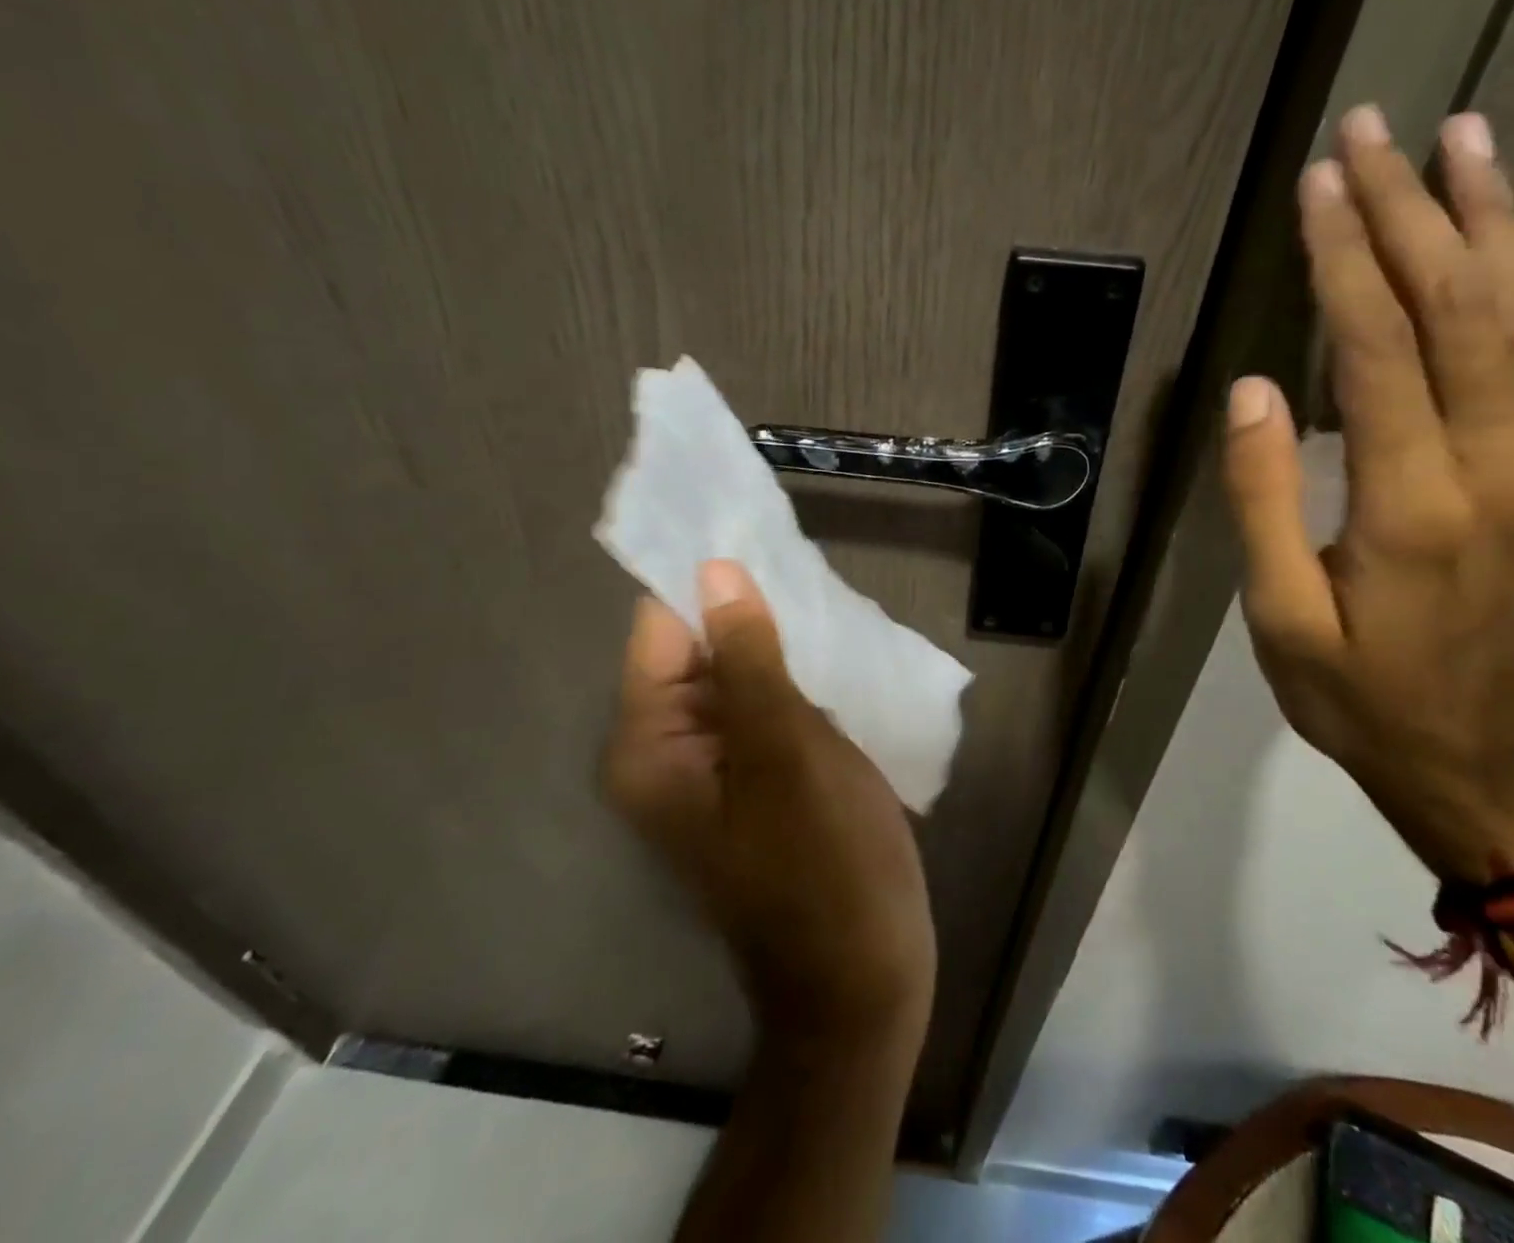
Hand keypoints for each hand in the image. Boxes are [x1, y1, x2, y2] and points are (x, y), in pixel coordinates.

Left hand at [603, 559, 935, 1044]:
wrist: (862, 977)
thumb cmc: (824, 863)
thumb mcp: (785, 750)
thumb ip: (747, 658)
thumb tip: (715, 573)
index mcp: (651, 746)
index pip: (662, 631)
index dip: (706, 583)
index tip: (758, 536)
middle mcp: (668, 753)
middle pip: (698, 651)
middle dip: (750, 612)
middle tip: (808, 569)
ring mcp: (716, 769)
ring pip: (739, 677)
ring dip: (778, 644)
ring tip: (828, 605)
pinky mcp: (757, 779)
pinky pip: (765, 708)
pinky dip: (794, 678)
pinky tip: (836, 655)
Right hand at [1224, 106, 1513, 881]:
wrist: (1470, 756)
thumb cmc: (1357, 695)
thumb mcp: (1281, 618)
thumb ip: (1265, 501)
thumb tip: (1251, 393)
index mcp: (1412, 504)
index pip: (1380, 351)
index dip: (1346, 261)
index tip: (1318, 185)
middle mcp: (1489, 465)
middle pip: (1462, 309)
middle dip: (1413, 210)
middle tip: (1373, 129)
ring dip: (1487, 221)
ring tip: (1459, 139)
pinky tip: (1489, 239)